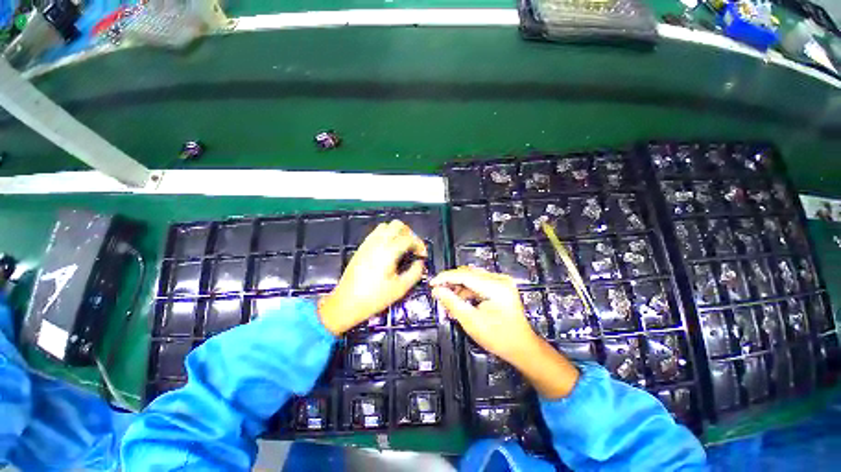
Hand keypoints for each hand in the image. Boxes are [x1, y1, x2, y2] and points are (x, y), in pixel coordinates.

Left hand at [318, 220, 426, 334]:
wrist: (347, 302)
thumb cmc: (375, 297)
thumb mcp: (400, 288)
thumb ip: (415, 272)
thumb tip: (420, 262)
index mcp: (389, 251)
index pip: (409, 238)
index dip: (419, 244)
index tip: (422, 255)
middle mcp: (378, 242)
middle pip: (397, 225)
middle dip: (409, 233)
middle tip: (413, 247)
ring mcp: (368, 243)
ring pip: (386, 226)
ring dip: (397, 232)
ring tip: (402, 246)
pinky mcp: (362, 247)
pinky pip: (376, 232)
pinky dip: (386, 235)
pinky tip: (389, 249)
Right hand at [430, 266, 578, 398]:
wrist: (521, 347)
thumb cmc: (499, 338)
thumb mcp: (471, 321)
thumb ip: (452, 302)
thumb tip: (437, 290)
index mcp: (496, 287)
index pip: (464, 275)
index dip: (446, 277)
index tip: (432, 283)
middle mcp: (500, 279)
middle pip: (468, 274)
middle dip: (451, 283)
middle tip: (438, 293)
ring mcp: (501, 282)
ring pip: (471, 278)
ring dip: (458, 288)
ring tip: (448, 302)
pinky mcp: (499, 286)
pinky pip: (478, 283)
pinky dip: (467, 291)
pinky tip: (460, 302)